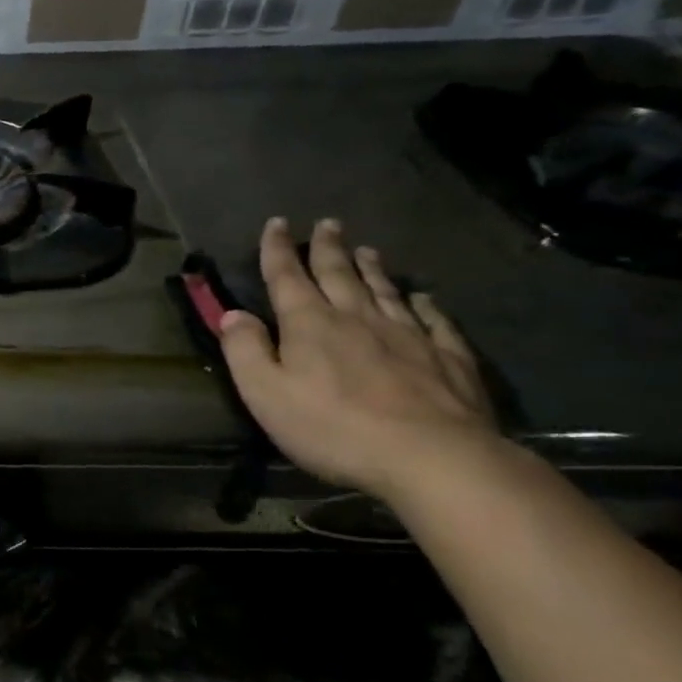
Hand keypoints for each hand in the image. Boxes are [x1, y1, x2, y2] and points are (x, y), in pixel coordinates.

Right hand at [219, 217, 500, 500]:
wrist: (433, 458)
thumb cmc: (333, 427)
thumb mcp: (265, 393)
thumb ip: (244, 350)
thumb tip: (232, 314)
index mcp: (309, 324)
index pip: (287, 276)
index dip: (278, 249)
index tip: (276, 223)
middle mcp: (357, 318)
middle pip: (339, 274)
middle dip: (328, 247)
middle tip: (328, 223)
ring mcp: (408, 336)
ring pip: (384, 290)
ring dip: (371, 268)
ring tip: (366, 249)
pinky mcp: (449, 359)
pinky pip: (435, 321)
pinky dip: (426, 304)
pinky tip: (424, 297)